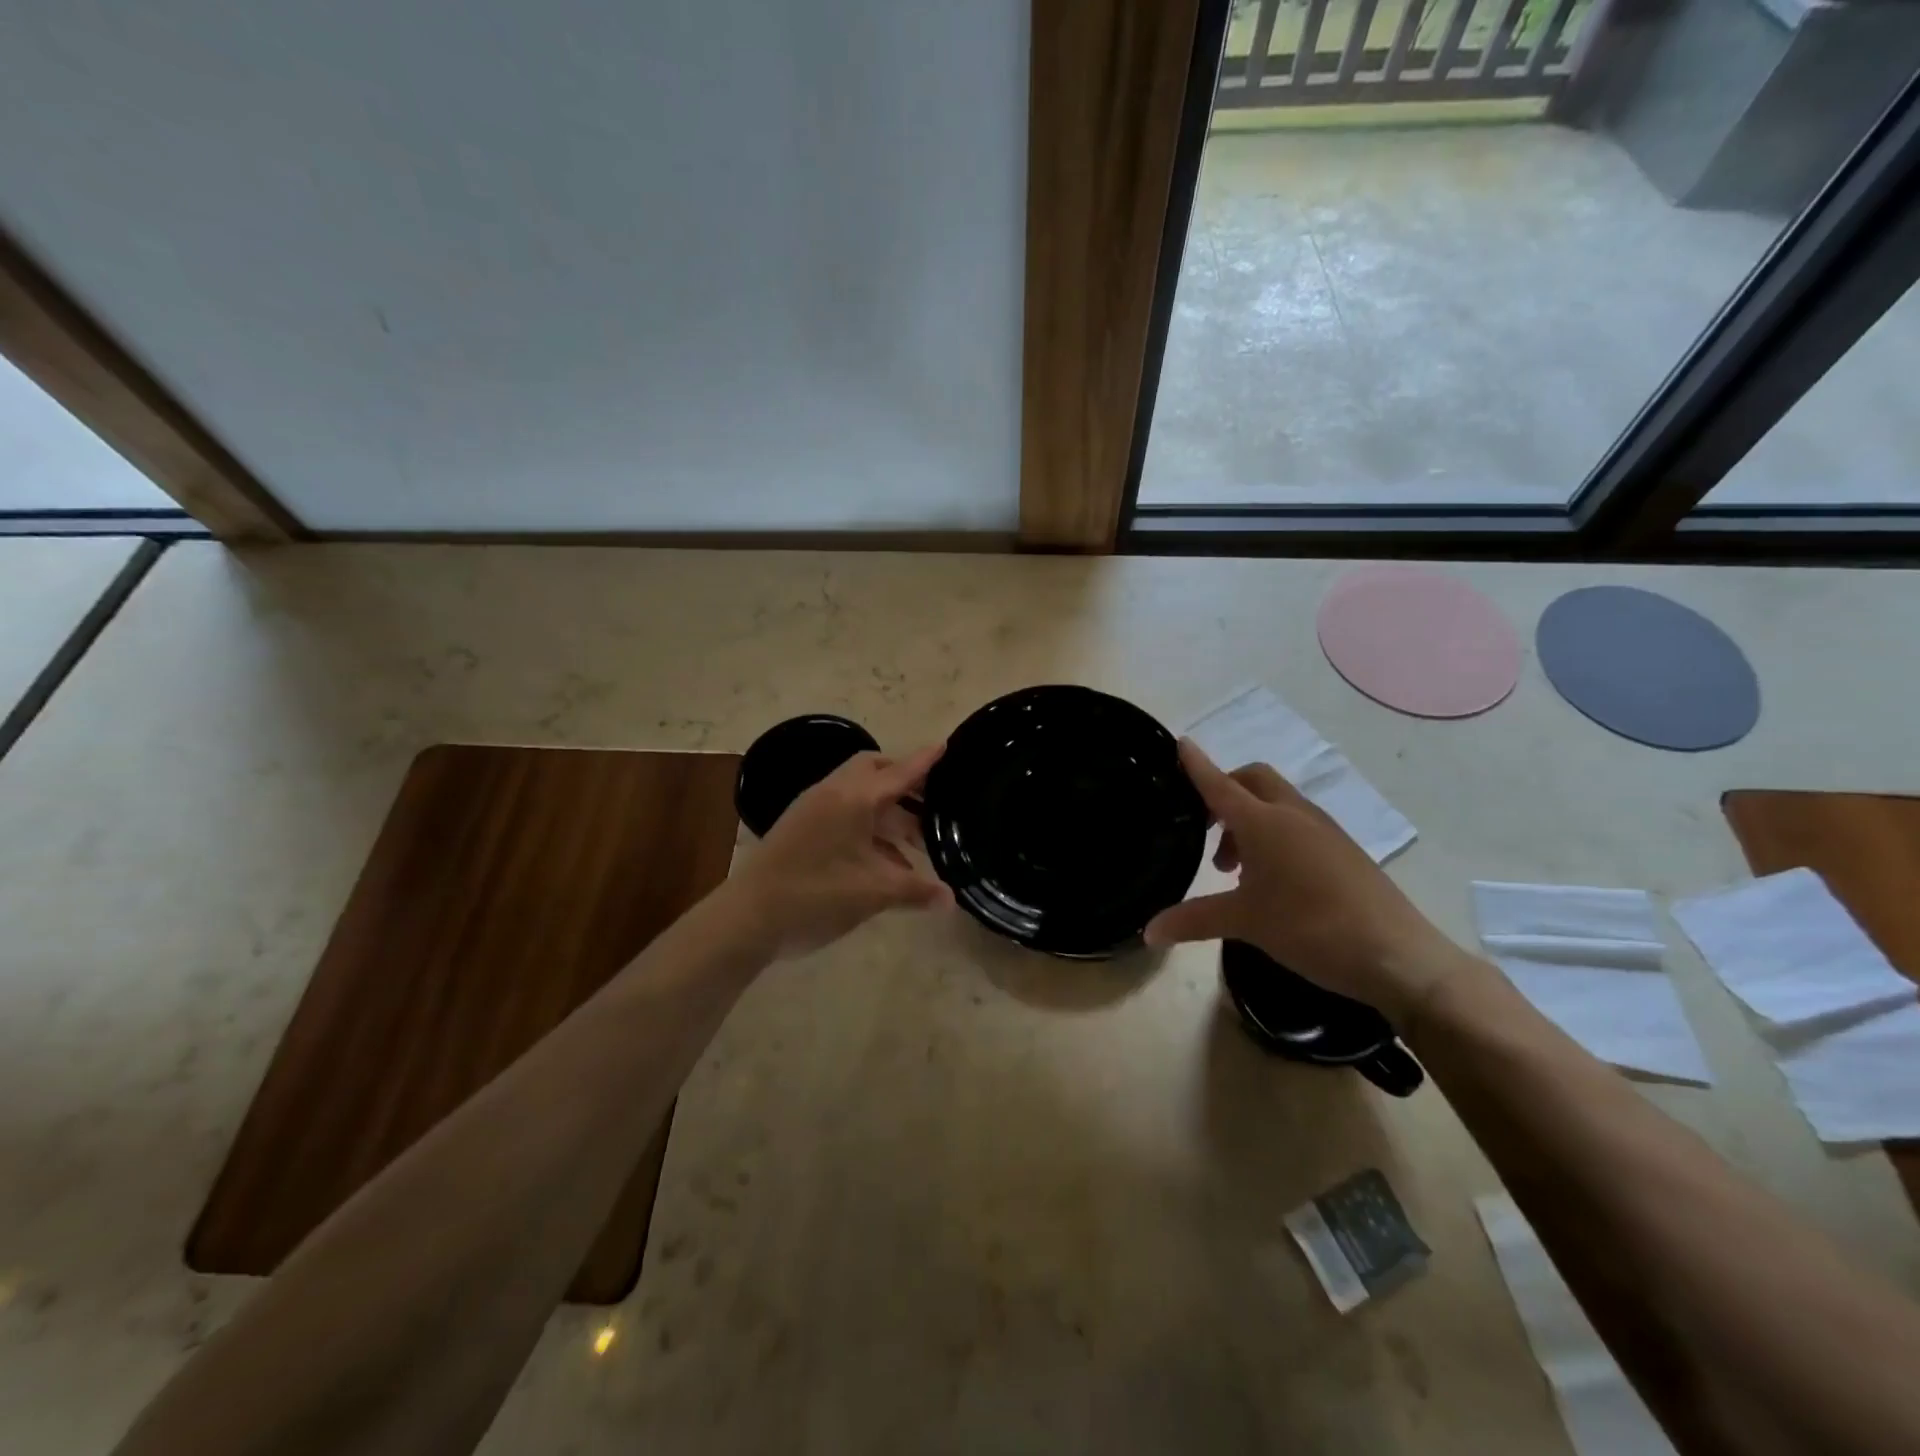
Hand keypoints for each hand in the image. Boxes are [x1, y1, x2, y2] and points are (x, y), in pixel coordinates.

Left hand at [729, 744, 953, 959]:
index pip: (899, 772)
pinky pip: (843, 811)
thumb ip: (916, 891)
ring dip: (888, 810)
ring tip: (916, 840)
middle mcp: (833, 793)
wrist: (748, 917)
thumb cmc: (816, 896)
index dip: (924, 761)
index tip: (945, 745)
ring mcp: (812, 808)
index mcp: (854, 798)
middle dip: (904, 781)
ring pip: (859, 794)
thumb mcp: (873, 893)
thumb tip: (951, 898)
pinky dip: (868, 825)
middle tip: (932, 801)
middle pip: (874, 770)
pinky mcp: (801, 826)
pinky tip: (885, 860)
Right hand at [1143, 740, 1470, 1021]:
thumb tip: (1148, 931)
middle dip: (1224, 791)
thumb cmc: (1311, 929)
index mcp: (1265, 823)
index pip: (1220, 784)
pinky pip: (1297, 824)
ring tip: (1234, 868)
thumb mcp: (1245, 924)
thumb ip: (1193, 920)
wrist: (1398, 956)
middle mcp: (1294, 815)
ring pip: (1276, 803)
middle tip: (1205, 829)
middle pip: (1252, 781)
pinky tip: (1271, 880)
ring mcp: (1324, 830)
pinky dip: (1274, 835)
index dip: (1196, 765)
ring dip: (1248, 819)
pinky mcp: (1343, 849)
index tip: (1179, 743)